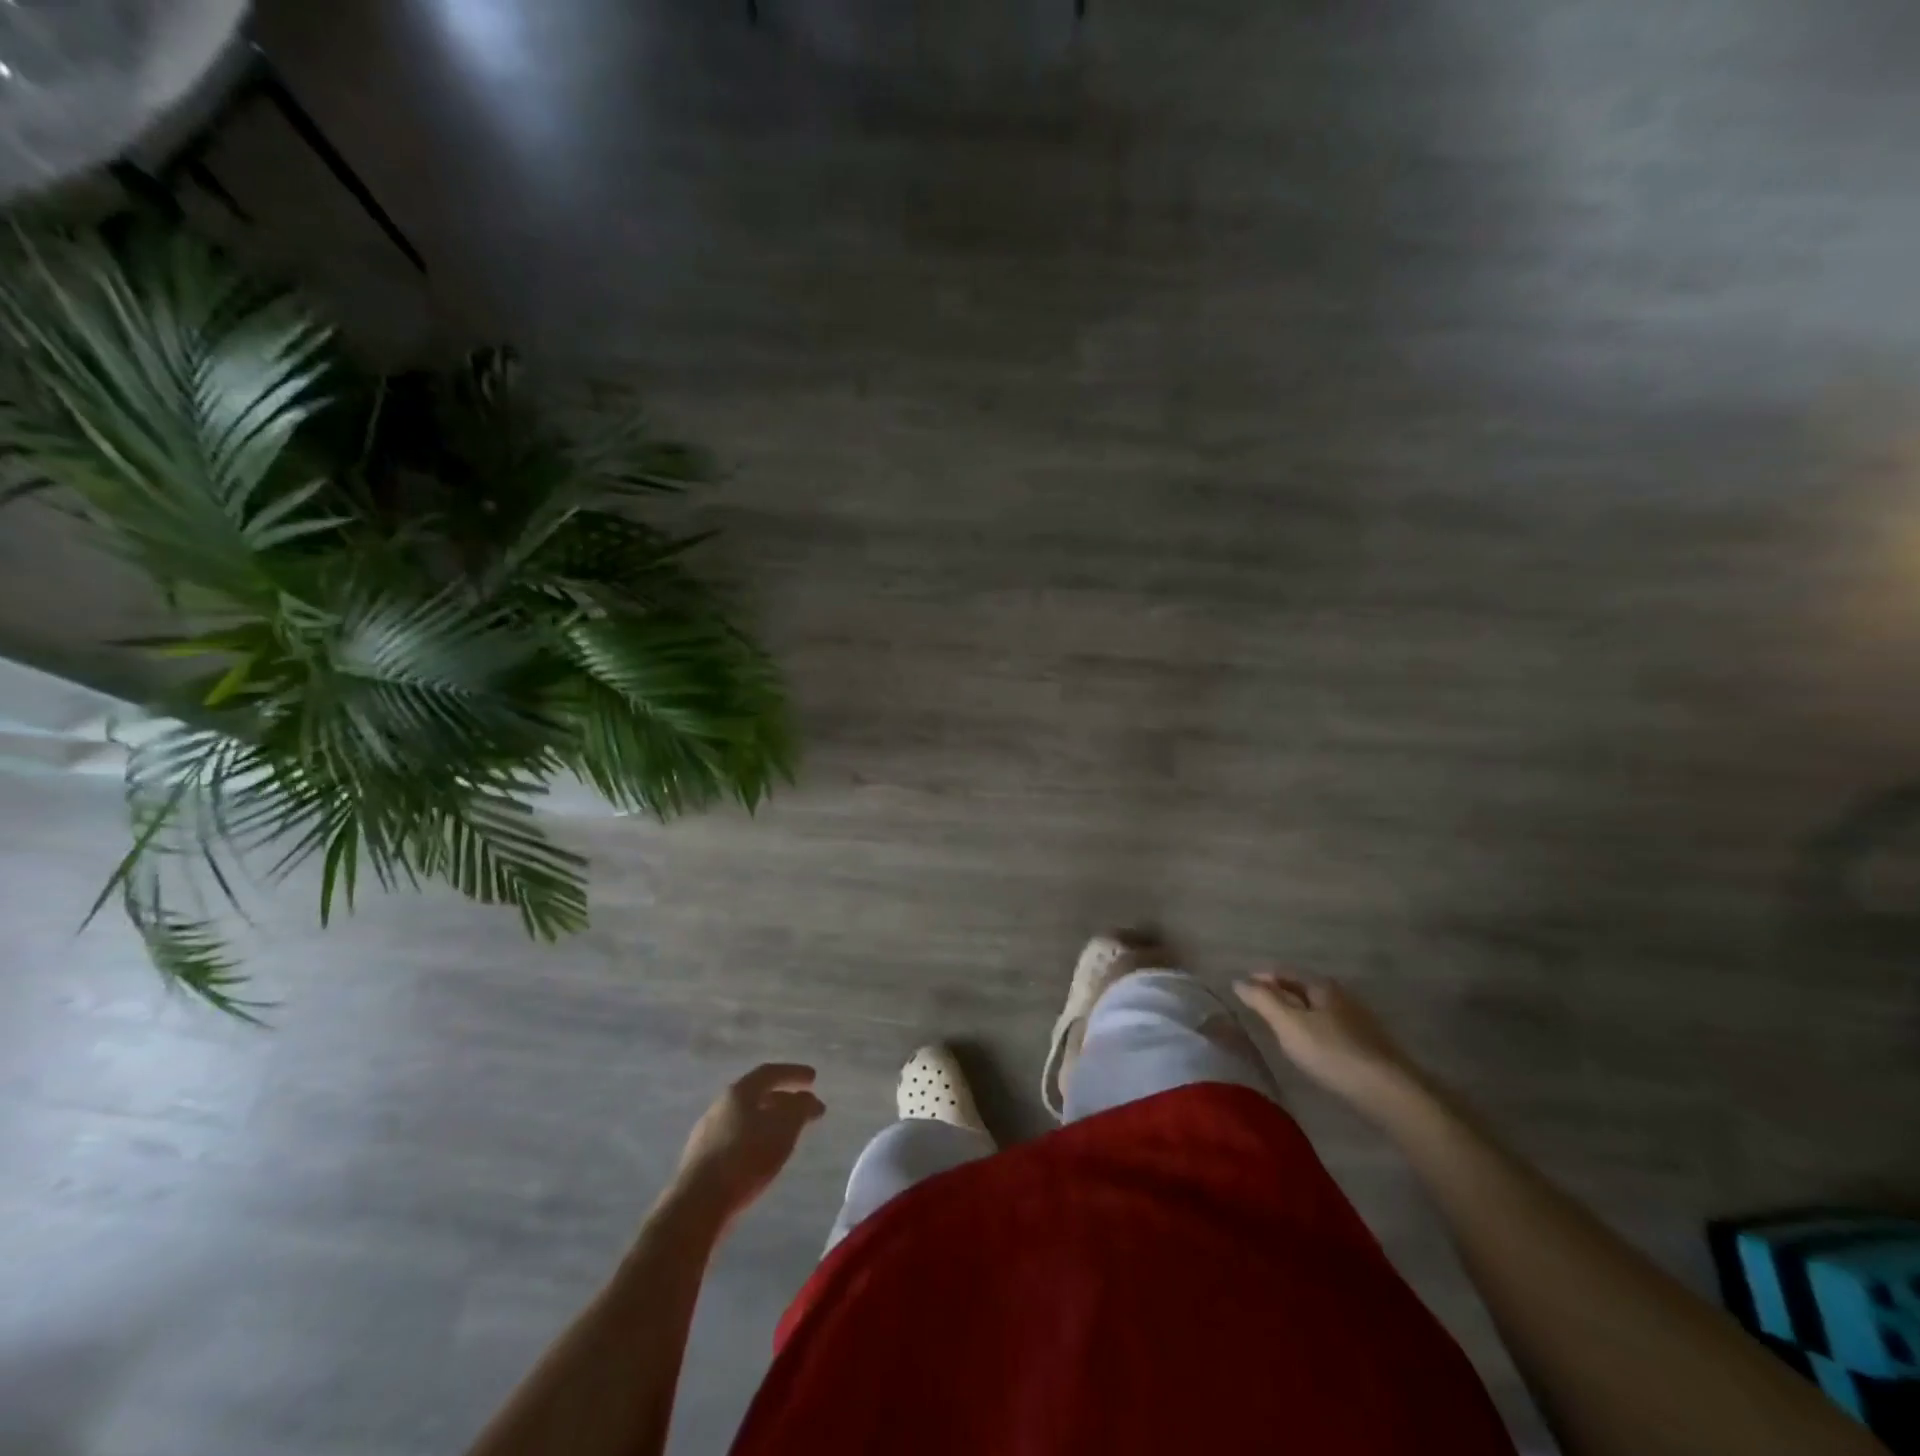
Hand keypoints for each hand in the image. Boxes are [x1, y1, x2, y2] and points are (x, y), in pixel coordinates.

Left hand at [672, 1063, 825, 1221]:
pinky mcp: (702, 1160)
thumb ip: (799, 1109)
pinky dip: (755, 1139)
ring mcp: (707, 1133)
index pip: (770, 1073)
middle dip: (784, 1099)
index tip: (814, 1079)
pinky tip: (763, 1156)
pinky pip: (736, 1139)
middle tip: (804, 1108)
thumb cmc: (745, 1158)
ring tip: (787, 1134)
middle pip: (757, 1095)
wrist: (698, 1204)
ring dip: (769, 1120)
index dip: (794, 1073)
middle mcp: (720, 1106)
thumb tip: (807, 1099)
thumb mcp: (783, 1129)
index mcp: (739, 1092)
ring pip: (746, 1118)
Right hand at [1234, 974, 1424, 1115]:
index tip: (1242, 989)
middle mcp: (1341, 996)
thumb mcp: (1289, 1024)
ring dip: (1296, 1013)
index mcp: (1321, 986)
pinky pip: (1329, 1029)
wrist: (1390, 1093)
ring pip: (1317, 1010)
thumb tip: (1238, 980)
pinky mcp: (1366, 1045)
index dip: (1261, 977)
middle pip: (1302, 989)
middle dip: (1279, 994)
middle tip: (1256, 1007)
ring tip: (1277, 1027)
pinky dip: (1312, 1030)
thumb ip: (1262, 1001)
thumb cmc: (1332, 1053)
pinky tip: (1308, 1046)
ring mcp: (1357, 1021)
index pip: (1284, 972)